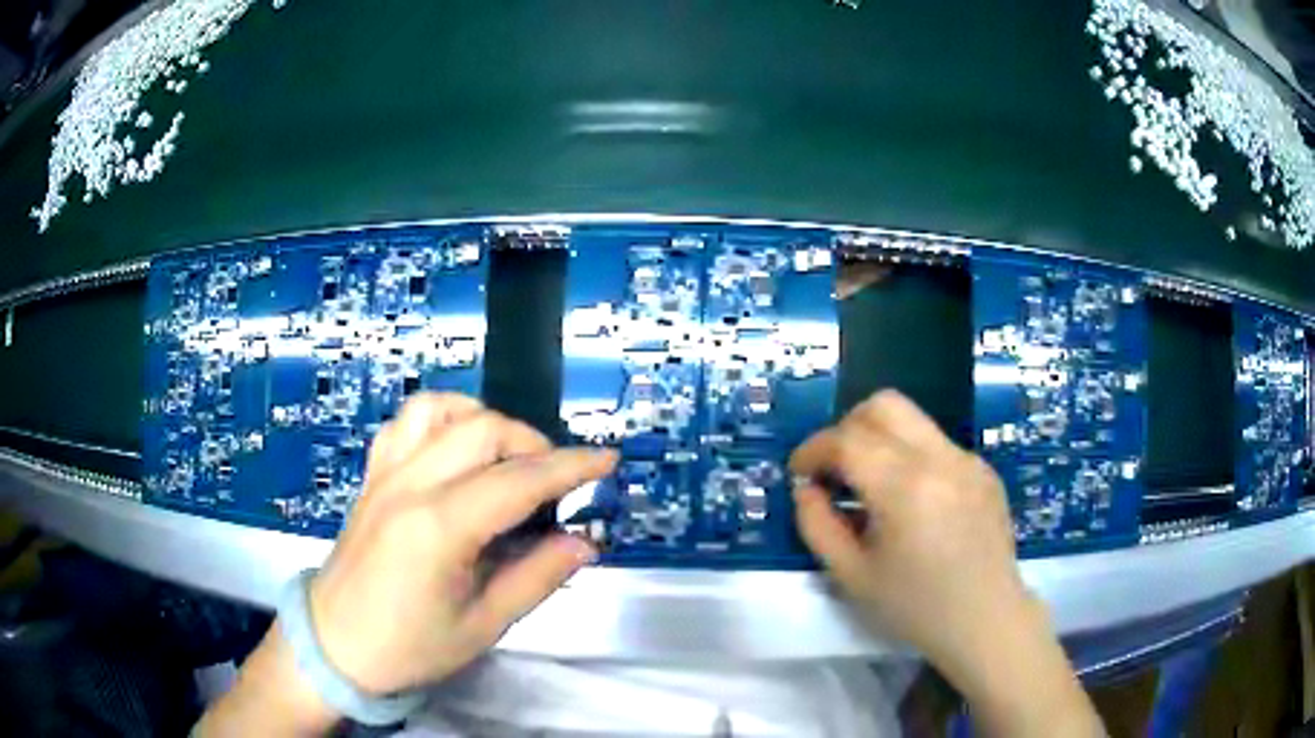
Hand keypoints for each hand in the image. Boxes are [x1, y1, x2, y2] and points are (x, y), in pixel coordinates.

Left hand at [310, 393, 615, 694]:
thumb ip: (537, 577)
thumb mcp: (484, 625)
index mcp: (439, 528)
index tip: (606, 460)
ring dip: (486, 421)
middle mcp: (410, 485)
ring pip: (441, 410)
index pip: (518, 480)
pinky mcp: (372, 475)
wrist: (337, 645)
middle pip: (483, 429)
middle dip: (532, 443)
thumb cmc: (410, 646)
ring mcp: (385, 474)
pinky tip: (456, 446)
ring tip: (507, 457)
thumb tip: (584, 542)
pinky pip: (406, 421)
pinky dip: (442, 418)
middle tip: (555, 481)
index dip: (570, 466)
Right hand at [791, 390, 1102, 736]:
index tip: (799, 473)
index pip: (847, 440)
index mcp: (905, 487)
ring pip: (913, 419)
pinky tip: (914, 502)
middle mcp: (940, 458)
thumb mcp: (852, 576)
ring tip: (872, 486)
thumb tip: (807, 489)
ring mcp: (968, 459)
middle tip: (835, 469)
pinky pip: (937, 443)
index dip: (813, 450)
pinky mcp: (984, 468)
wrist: (986, 619)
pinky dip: (911, 456)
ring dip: (880, 439)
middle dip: (847, 428)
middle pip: (884, 405)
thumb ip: (817, 525)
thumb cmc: (916, 607)